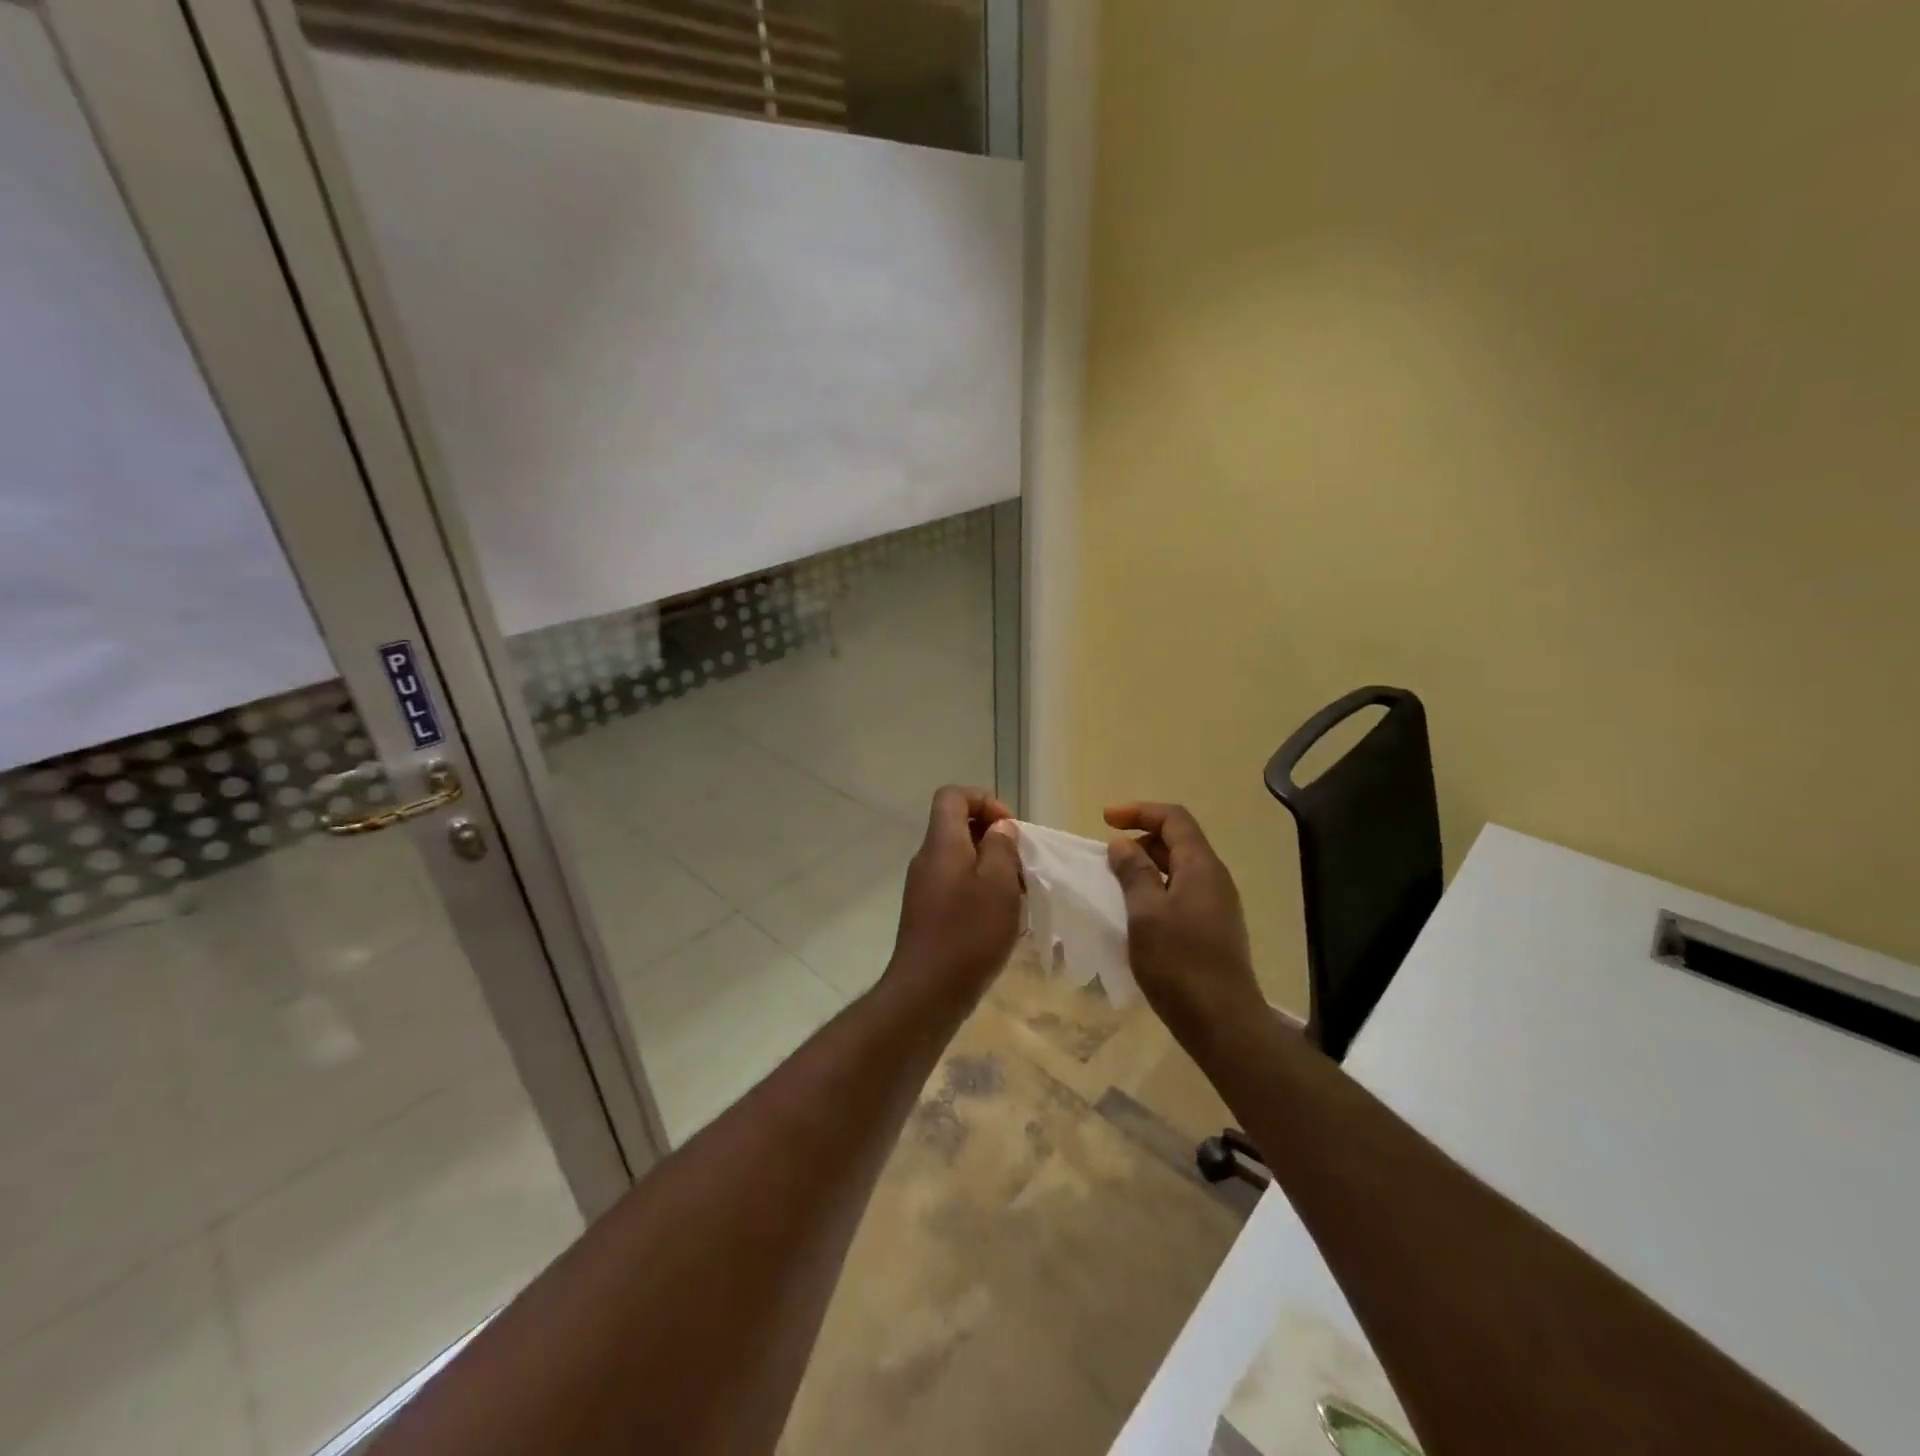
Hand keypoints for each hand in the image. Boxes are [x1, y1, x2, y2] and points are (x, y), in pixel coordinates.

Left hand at [885, 786, 1022, 1007]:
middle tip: (1020, 866)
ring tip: (1016, 896)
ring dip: (991, 868)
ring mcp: (924, 887)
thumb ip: (1002, 847)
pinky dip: (980, 891)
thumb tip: (999, 829)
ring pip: (960, 858)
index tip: (1010, 829)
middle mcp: (927, 858)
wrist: (927, 992)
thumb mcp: (998, 884)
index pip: (953, 795)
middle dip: (994, 839)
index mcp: (941, 843)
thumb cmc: (968, 933)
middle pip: (958, 826)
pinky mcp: (927, 912)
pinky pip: (956, 885)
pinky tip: (1000, 919)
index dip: (984, 800)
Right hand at [1106, 802, 1265, 1049]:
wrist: (1222, 1021)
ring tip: (1116, 884)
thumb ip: (1133, 873)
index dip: (1139, 811)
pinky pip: (1182, 892)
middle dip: (1141, 839)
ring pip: (1179, 868)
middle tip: (1107, 858)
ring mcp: (1217, 904)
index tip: (1105, 820)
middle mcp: (1214, 878)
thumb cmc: (1179, 963)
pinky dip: (1156, 889)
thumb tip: (1122, 844)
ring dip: (1146, 866)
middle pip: (1178, 841)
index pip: (1173, 818)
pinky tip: (1137, 912)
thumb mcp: (1145, 913)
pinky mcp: (1213, 927)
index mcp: (1201, 866)